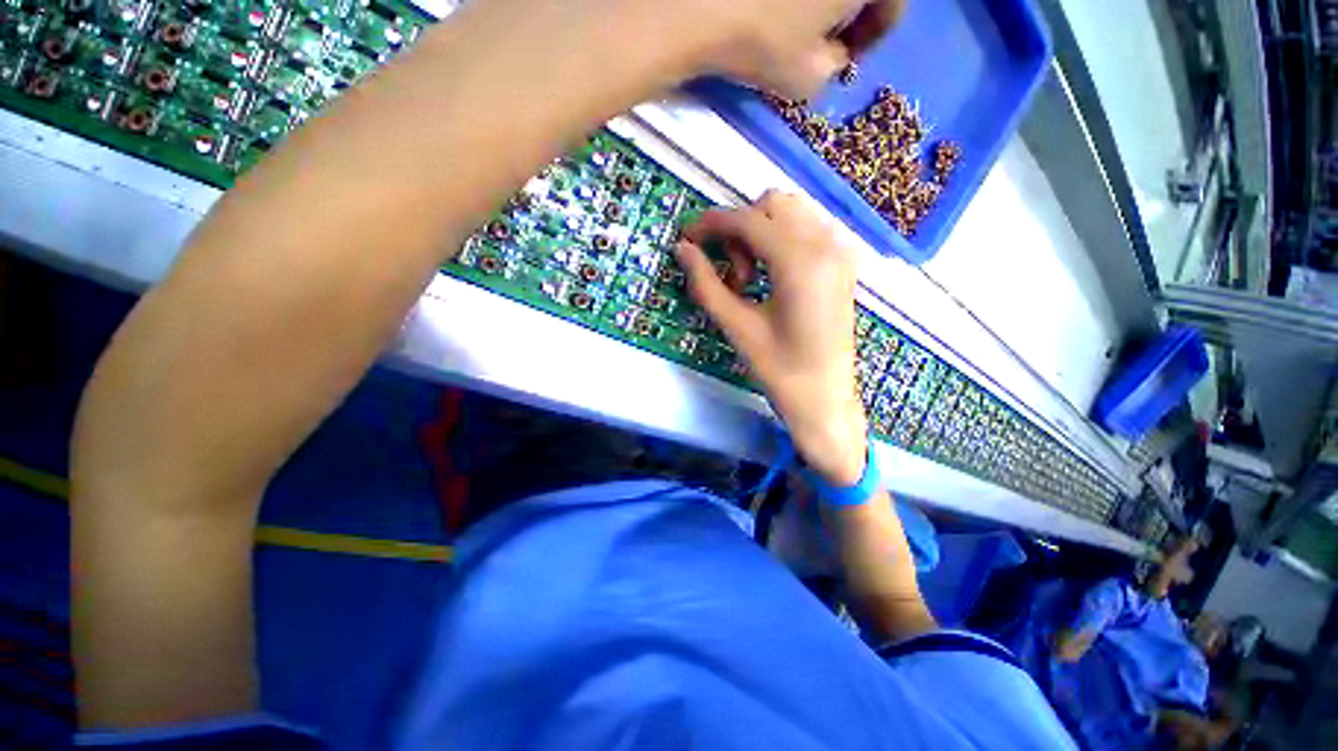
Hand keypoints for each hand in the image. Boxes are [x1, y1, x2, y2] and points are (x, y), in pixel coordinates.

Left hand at [609, 0, 904, 99]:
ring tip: (793, 21)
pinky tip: (770, 7)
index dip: (875, 35)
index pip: (894, 4)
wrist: (701, 5)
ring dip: (820, 1)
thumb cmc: (766, 42)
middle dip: (850, 11)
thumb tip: (833, 59)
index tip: (850, 58)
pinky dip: (789, 0)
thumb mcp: (808, 78)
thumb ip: (832, 70)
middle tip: (825, 37)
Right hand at [677, 192, 867, 485]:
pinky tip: (771, 276)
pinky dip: (780, 239)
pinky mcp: (843, 263)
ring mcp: (841, 251)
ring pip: (791, 213)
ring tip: (750, 279)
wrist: (825, 400)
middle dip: (739, 230)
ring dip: (760, 233)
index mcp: (801, 263)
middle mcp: (827, 245)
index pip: (748, 220)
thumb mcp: (737, 327)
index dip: (711, 224)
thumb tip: (682, 250)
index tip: (687, 238)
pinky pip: (806, 229)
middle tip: (732, 277)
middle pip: (771, 205)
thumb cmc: (780, 371)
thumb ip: (706, 284)